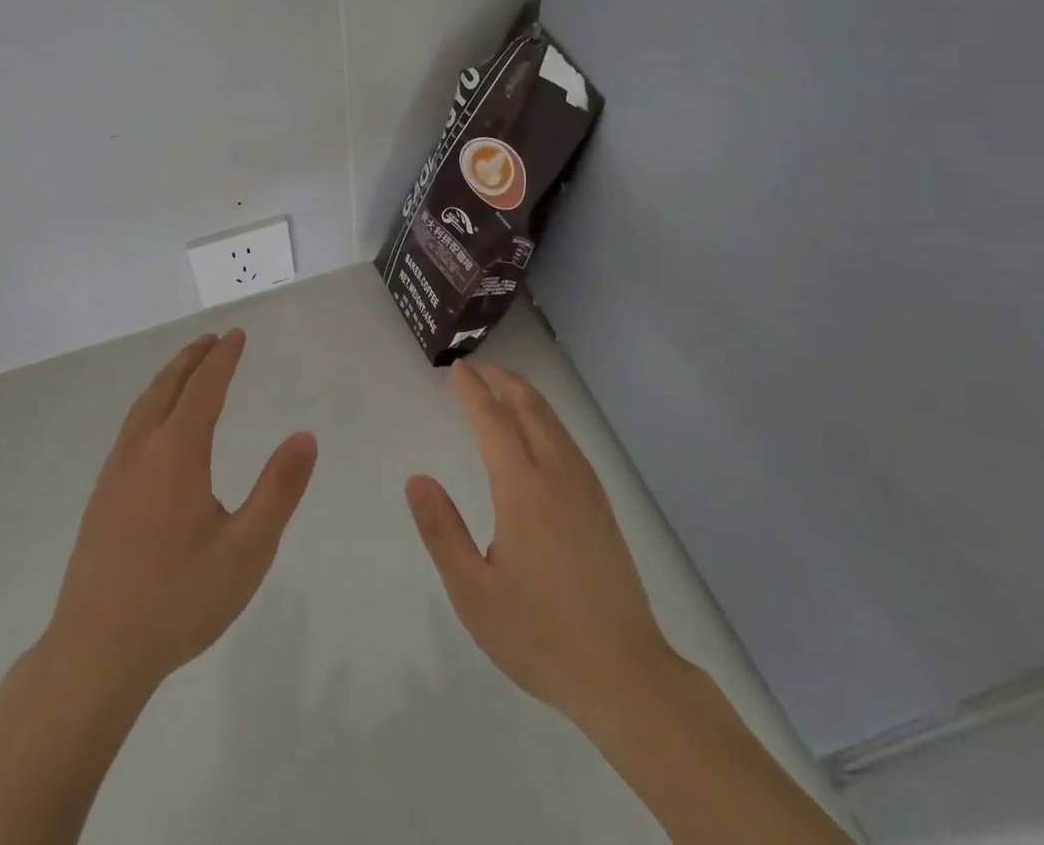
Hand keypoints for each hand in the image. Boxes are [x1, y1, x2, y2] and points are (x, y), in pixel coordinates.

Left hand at [48, 329, 317, 692]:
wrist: (95, 653)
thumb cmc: (179, 599)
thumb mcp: (247, 550)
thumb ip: (279, 489)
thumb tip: (305, 436)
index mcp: (176, 453)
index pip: (204, 388)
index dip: (223, 358)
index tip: (237, 334)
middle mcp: (141, 451)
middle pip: (167, 388)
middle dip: (192, 359)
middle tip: (213, 339)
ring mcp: (115, 474)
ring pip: (143, 407)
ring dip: (168, 379)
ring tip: (186, 369)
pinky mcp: (101, 498)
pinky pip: (130, 429)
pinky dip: (150, 405)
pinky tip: (155, 427)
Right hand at [406, 362, 675, 732]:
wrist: (625, 674)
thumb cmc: (540, 634)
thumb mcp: (473, 592)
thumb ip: (442, 531)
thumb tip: (417, 479)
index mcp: (523, 489)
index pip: (493, 421)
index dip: (474, 391)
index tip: (458, 368)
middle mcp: (557, 476)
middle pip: (530, 409)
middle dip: (504, 382)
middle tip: (479, 368)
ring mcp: (586, 490)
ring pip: (555, 423)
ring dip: (528, 397)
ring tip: (506, 389)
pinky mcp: (603, 508)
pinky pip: (570, 443)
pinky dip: (549, 420)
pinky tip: (544, 434)